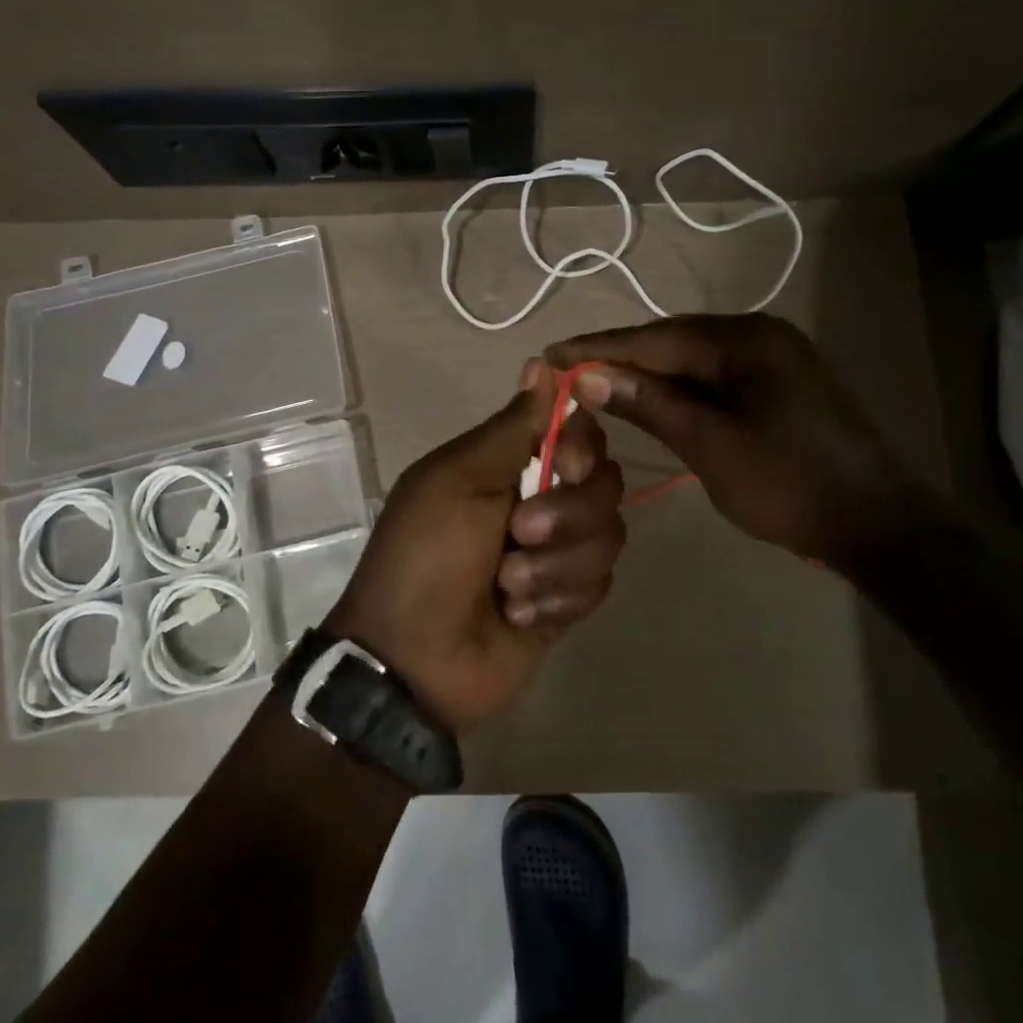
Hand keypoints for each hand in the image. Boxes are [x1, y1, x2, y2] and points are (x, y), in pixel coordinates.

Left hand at [325, 361, 625, 734]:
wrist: (413, 659)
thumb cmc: (425, 556)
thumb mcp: (458, 480)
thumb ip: (511, 427)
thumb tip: (542, 362)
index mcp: (509, 465)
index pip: (578, 433)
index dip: (582, 446)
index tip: (562, 464)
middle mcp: (541, 500)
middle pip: (604, 485)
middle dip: (566, 515)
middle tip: (517, 534)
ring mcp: (557, 553)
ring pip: (608, 538)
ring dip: (554, 566)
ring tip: (506, 588)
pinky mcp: (568, 602)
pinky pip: (599, 586)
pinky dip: (557, 601)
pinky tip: (517, 617)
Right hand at [547, 314, 926, 571]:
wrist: (878, 524)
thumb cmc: (789, 485)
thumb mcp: (710, 445)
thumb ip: (650, 404)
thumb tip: (589, 376)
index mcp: (745, 340)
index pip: (655, 338)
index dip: (599, 348)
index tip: (548, 355)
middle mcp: (758, 334)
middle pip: (672, 341)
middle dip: (618, 357)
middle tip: (563, 372)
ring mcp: (771, 357)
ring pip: (691, 358)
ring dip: (645, 373)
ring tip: (592, 384)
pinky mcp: (776, 383)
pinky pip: (712, 376)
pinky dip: (676, 388)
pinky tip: (647, 398)